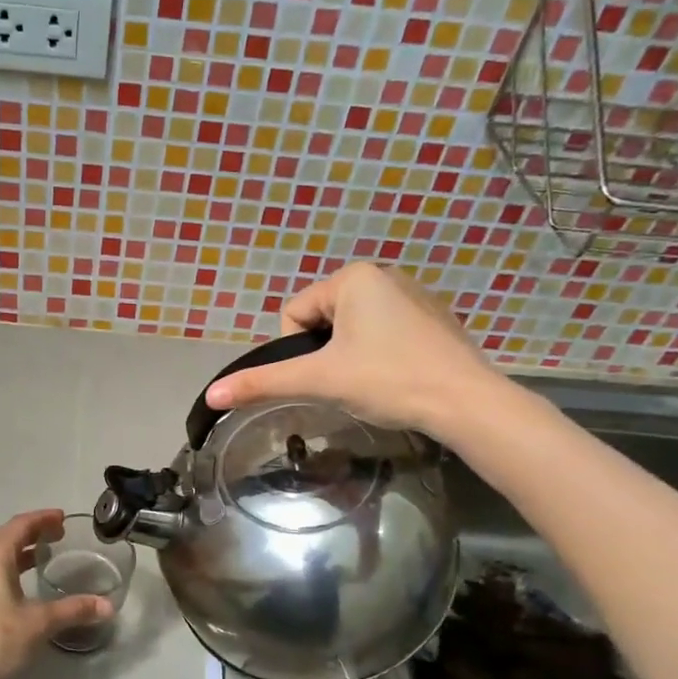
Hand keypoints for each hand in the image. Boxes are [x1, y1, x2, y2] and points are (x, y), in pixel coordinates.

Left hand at [0, 510, 110, 678]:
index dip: (42, 519)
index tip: (62, 518)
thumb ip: (73, 610)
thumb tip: (107, 606)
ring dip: (19, 553)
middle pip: (5, 537)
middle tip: (58, 536)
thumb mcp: (39, 623)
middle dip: (32, 534)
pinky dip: (7, 570)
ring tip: (43, 557)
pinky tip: (20, 587)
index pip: (19, 525)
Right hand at [203, 263, 506, 438]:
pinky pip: (383, 333)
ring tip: (374, 382)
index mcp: (354, 277)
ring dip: (351, 357)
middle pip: (322, 320)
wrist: (466, 403)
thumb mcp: (319, 380)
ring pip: (352, 330)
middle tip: (349, 382)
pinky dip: (379, 356)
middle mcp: (384, 275)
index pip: (294, 314)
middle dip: (326, 354)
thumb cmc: (389, 380)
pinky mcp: (433, 319)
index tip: (326, 374)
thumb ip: (263, 383)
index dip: (299, 351)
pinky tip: (397, 378)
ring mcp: (413, 295)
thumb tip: (211, 394)